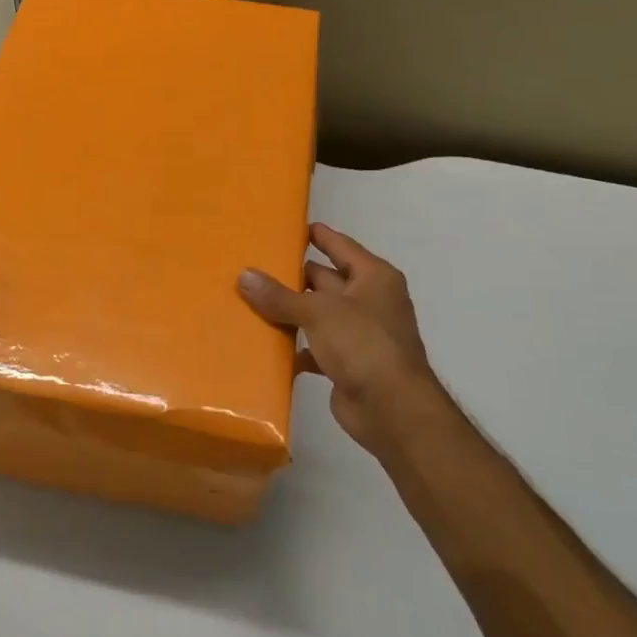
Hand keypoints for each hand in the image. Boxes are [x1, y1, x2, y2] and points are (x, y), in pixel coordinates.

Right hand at [238, 223, 444, 458]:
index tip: (289, 227)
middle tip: (255, 265)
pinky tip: (267, 345)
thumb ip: (280, 296)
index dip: (318, 235)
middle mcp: (369, 301)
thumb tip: (244, 275)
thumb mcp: (318, 312)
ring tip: (251, 301)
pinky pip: (316, 347)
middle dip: (294, 276)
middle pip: (326, 280)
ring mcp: (360, 334)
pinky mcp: (348, 363)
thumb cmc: (363, 344)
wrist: (392, 409)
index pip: (341, 246)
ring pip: (318, 314)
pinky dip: (296, 347)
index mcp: (373, 278)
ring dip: (291, 312)